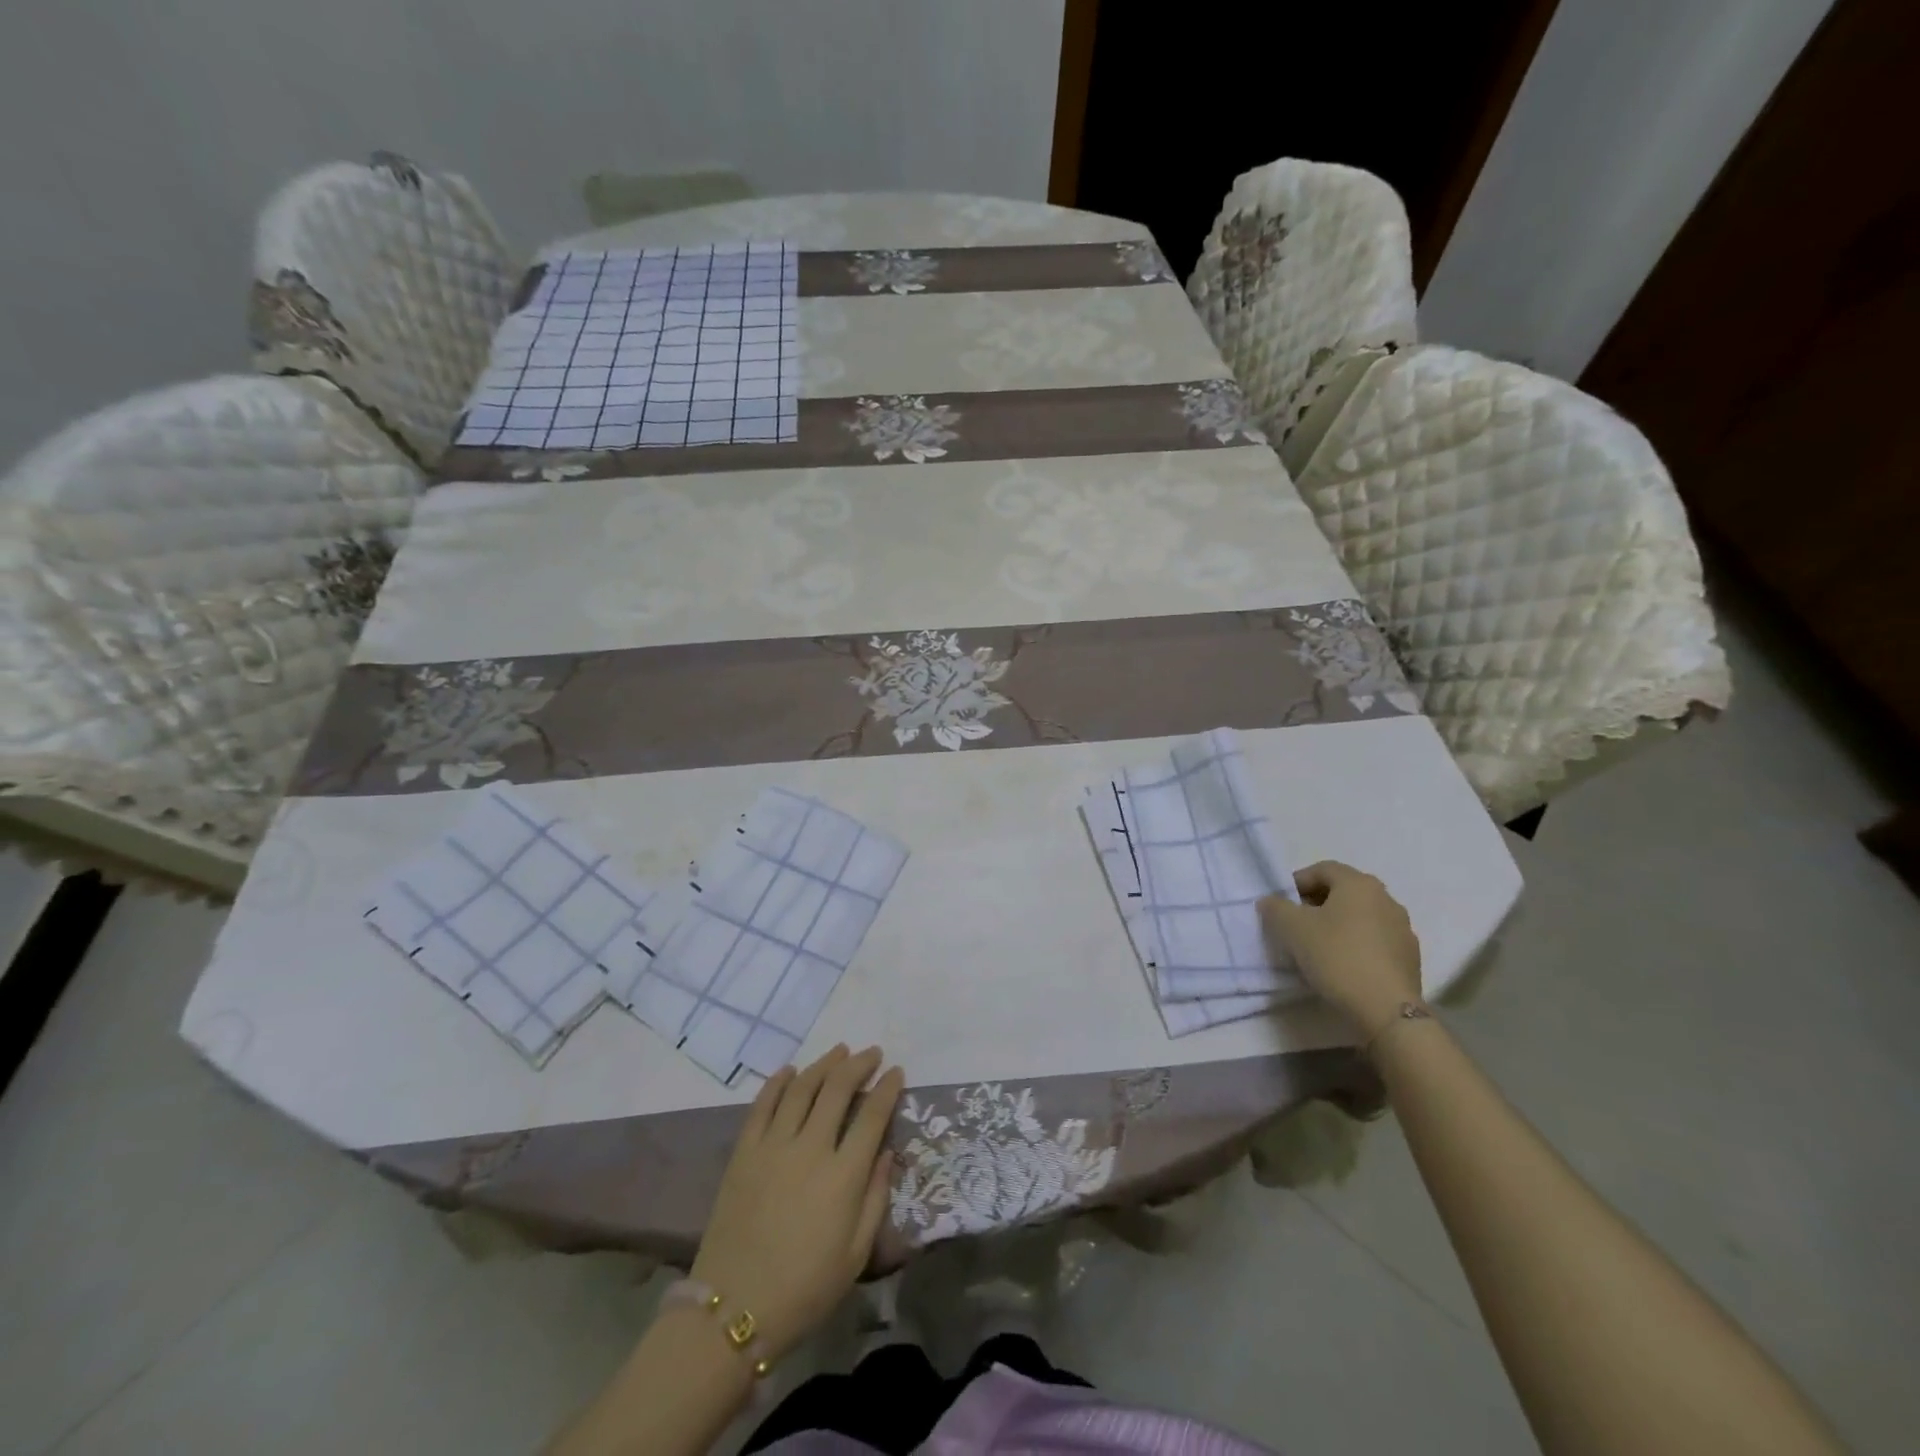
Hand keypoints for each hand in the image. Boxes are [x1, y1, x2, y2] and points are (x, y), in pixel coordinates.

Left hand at [689, 1045, 902, 1360]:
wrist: (732, 1312)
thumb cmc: (804, 1289)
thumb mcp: (856, 1254)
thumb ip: (875, 1197)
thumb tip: (887, 1152)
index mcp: (843, 1176)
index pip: (872, 1116)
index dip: (887, 1089)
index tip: (897, 1072)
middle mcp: (810, 1149)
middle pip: (838, 1089)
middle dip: (859, 1065)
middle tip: (871, 1053)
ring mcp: (773, 1146)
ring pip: (802, 1088)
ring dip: (824, 1064)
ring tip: (839, 1051)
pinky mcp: (744, 1152)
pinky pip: (762, 1105)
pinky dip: (778, 1082)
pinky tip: (791, 1070)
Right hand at [1260, 861, 1421, 1037]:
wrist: (1386, 1010)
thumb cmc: (1336, 957)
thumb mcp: (1291, 928)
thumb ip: (1275, 907)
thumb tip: (1271, 901)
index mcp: (1359, 884)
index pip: (1322, 869)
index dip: (1297, 882)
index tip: (1281, 904)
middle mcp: (1386, 898)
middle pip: (1343, 891)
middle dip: (1316, 904)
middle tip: (1296, 924)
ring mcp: (1402, 929)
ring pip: (1360, 916)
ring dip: (1338, 925)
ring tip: (1318, 947)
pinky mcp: (1410, 957)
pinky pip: (1375, 940)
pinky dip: (1356, 944)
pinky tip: (1343, 965)